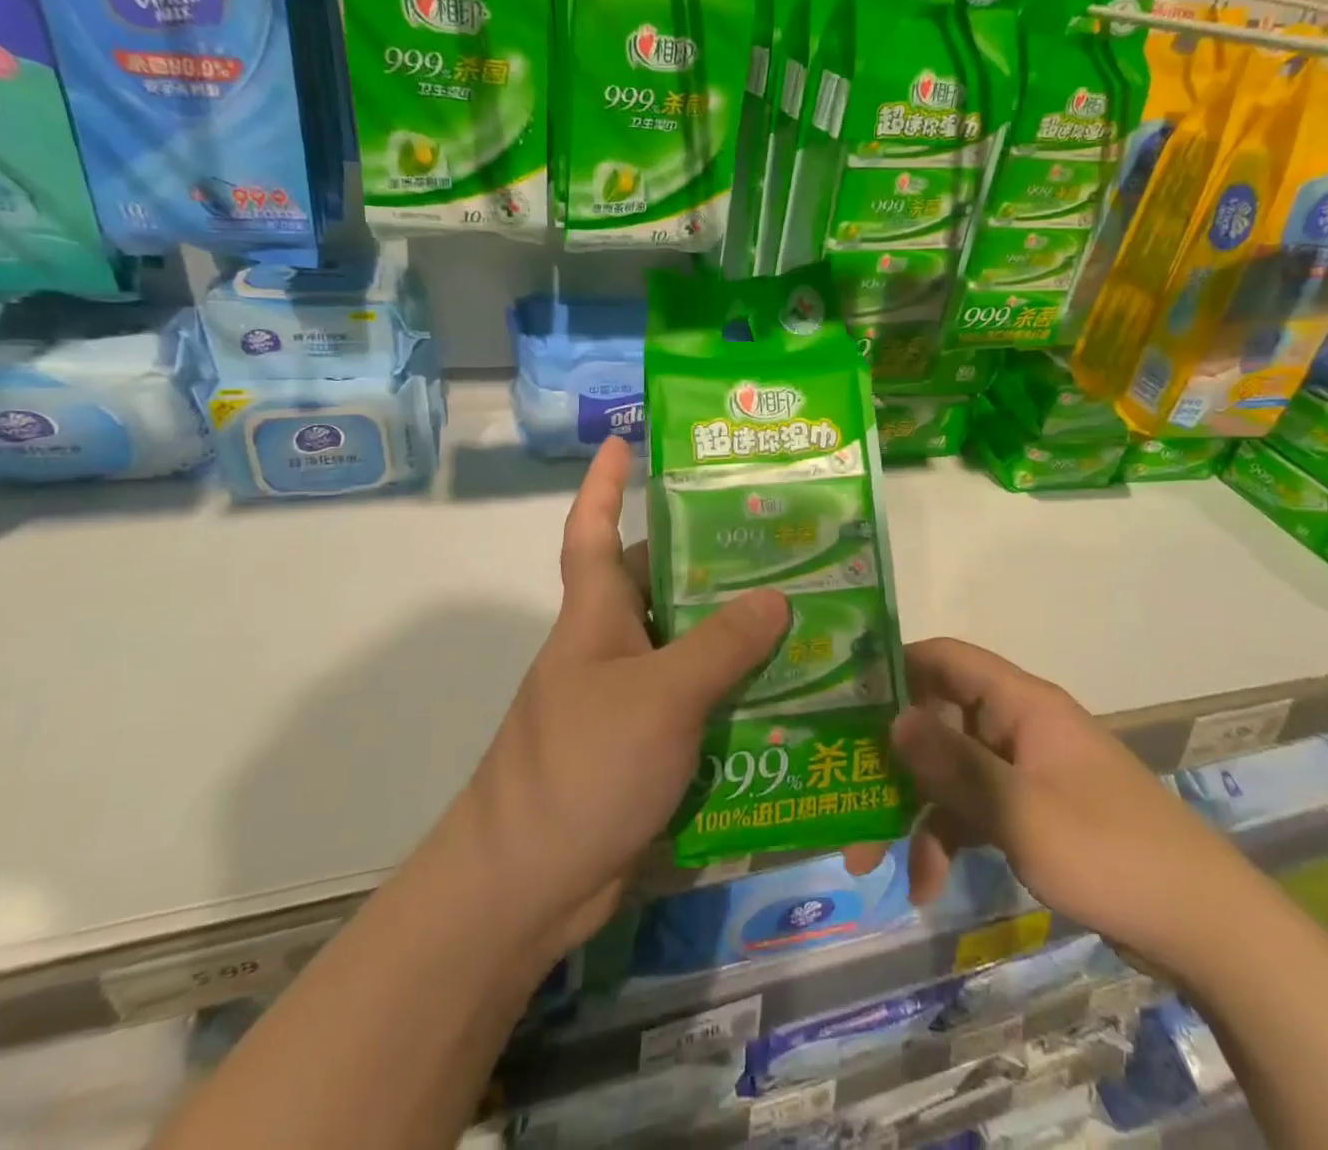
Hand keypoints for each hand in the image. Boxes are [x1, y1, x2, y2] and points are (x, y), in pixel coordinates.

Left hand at [448, 436, 789, 957]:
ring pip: (686, 647)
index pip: (591, 530)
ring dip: (734, 636)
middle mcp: (609, 647)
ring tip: (803, 615)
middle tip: (779, 543)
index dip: (603, 484)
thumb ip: (720, 646)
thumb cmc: (582, 767)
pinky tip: (787, 696)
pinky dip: (733, 696)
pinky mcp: (643, 748)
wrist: (525, 886)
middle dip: (709, 561)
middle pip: (660, 585)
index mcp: (595, 615)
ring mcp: (626, 700)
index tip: (623, 441)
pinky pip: (696, 704)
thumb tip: (777, 597)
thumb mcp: (659, 696)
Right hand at [856, 636, 1276, 979]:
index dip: (895, 667)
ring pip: (952, 771)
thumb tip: (892, 720)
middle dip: (892, 759)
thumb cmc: (1109, 852)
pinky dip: (949, 838)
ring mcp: (1026, 769)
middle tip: (843, 791)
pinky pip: (976, 809)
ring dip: (914, 809)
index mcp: (1019, 704)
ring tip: (869, 859)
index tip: (844, 695)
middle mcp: (1018, 725)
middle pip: (939, 721)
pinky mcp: (1033, 810)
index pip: (945, 659)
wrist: (1206, 928)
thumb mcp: (1019, 812)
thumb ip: (953, 765)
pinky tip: (926, 884)